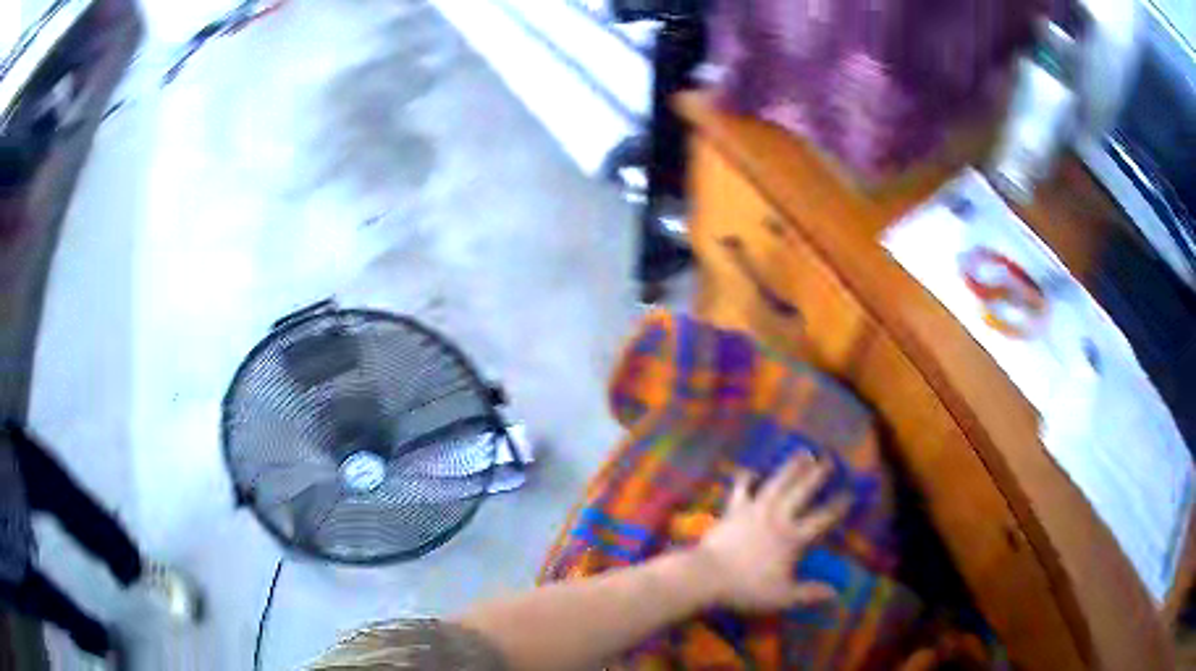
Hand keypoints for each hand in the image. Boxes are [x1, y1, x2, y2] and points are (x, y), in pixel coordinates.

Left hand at [692, 453, 849, 611]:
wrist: (705, 576)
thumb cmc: (746, 588)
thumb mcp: (782, 597)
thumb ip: (809, 593)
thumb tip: (836, 593)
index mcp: (792, 538)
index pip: (821, 519)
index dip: (838, 506)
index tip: (850, 493)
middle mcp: (777, 518)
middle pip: (801, 492)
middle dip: (817, 476)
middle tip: (829, 459)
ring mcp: (754, 510)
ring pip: (777, 484)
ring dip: (791, 467)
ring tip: (803, 453)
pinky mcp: (733, 510)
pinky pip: (742, 490)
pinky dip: (747, 480)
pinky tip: (752, 471)